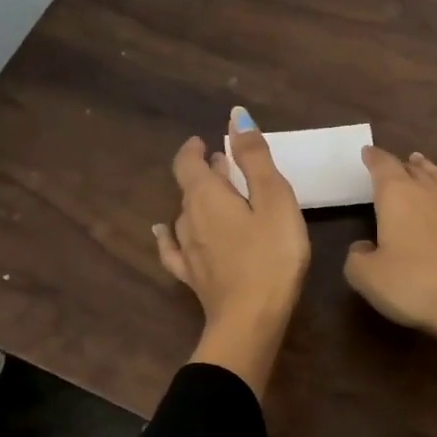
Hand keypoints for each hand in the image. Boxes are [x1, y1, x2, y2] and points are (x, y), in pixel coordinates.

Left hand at [155, 107, 309, 397]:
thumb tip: (235, 117)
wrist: (251, 320)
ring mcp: (187, 250)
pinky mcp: (192, 277)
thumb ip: (254, 157)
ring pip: (185, 216)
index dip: (194, 149)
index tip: (205, 142)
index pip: (188, 163)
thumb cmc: (271, 255)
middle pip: (190, 188)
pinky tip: (162, 233)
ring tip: (217, 199)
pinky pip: (172, 249)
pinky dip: (168, 235)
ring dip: (199, 202)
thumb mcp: (273, 199)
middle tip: (227, 167)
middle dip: (206, 173)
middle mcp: (188, 218)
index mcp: (207, 195)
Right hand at [343, 146, 436, 345]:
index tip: (367, 152)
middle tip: (392, 163)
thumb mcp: (367, 276)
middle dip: (400, 164)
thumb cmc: (413, 283)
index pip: (383, 166)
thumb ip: (357, 257)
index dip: (373, 158)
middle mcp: (428, 192)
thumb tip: (363, 247)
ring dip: (427, 171)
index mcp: (397, 195)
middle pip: (413, 168)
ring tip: (421, 166)